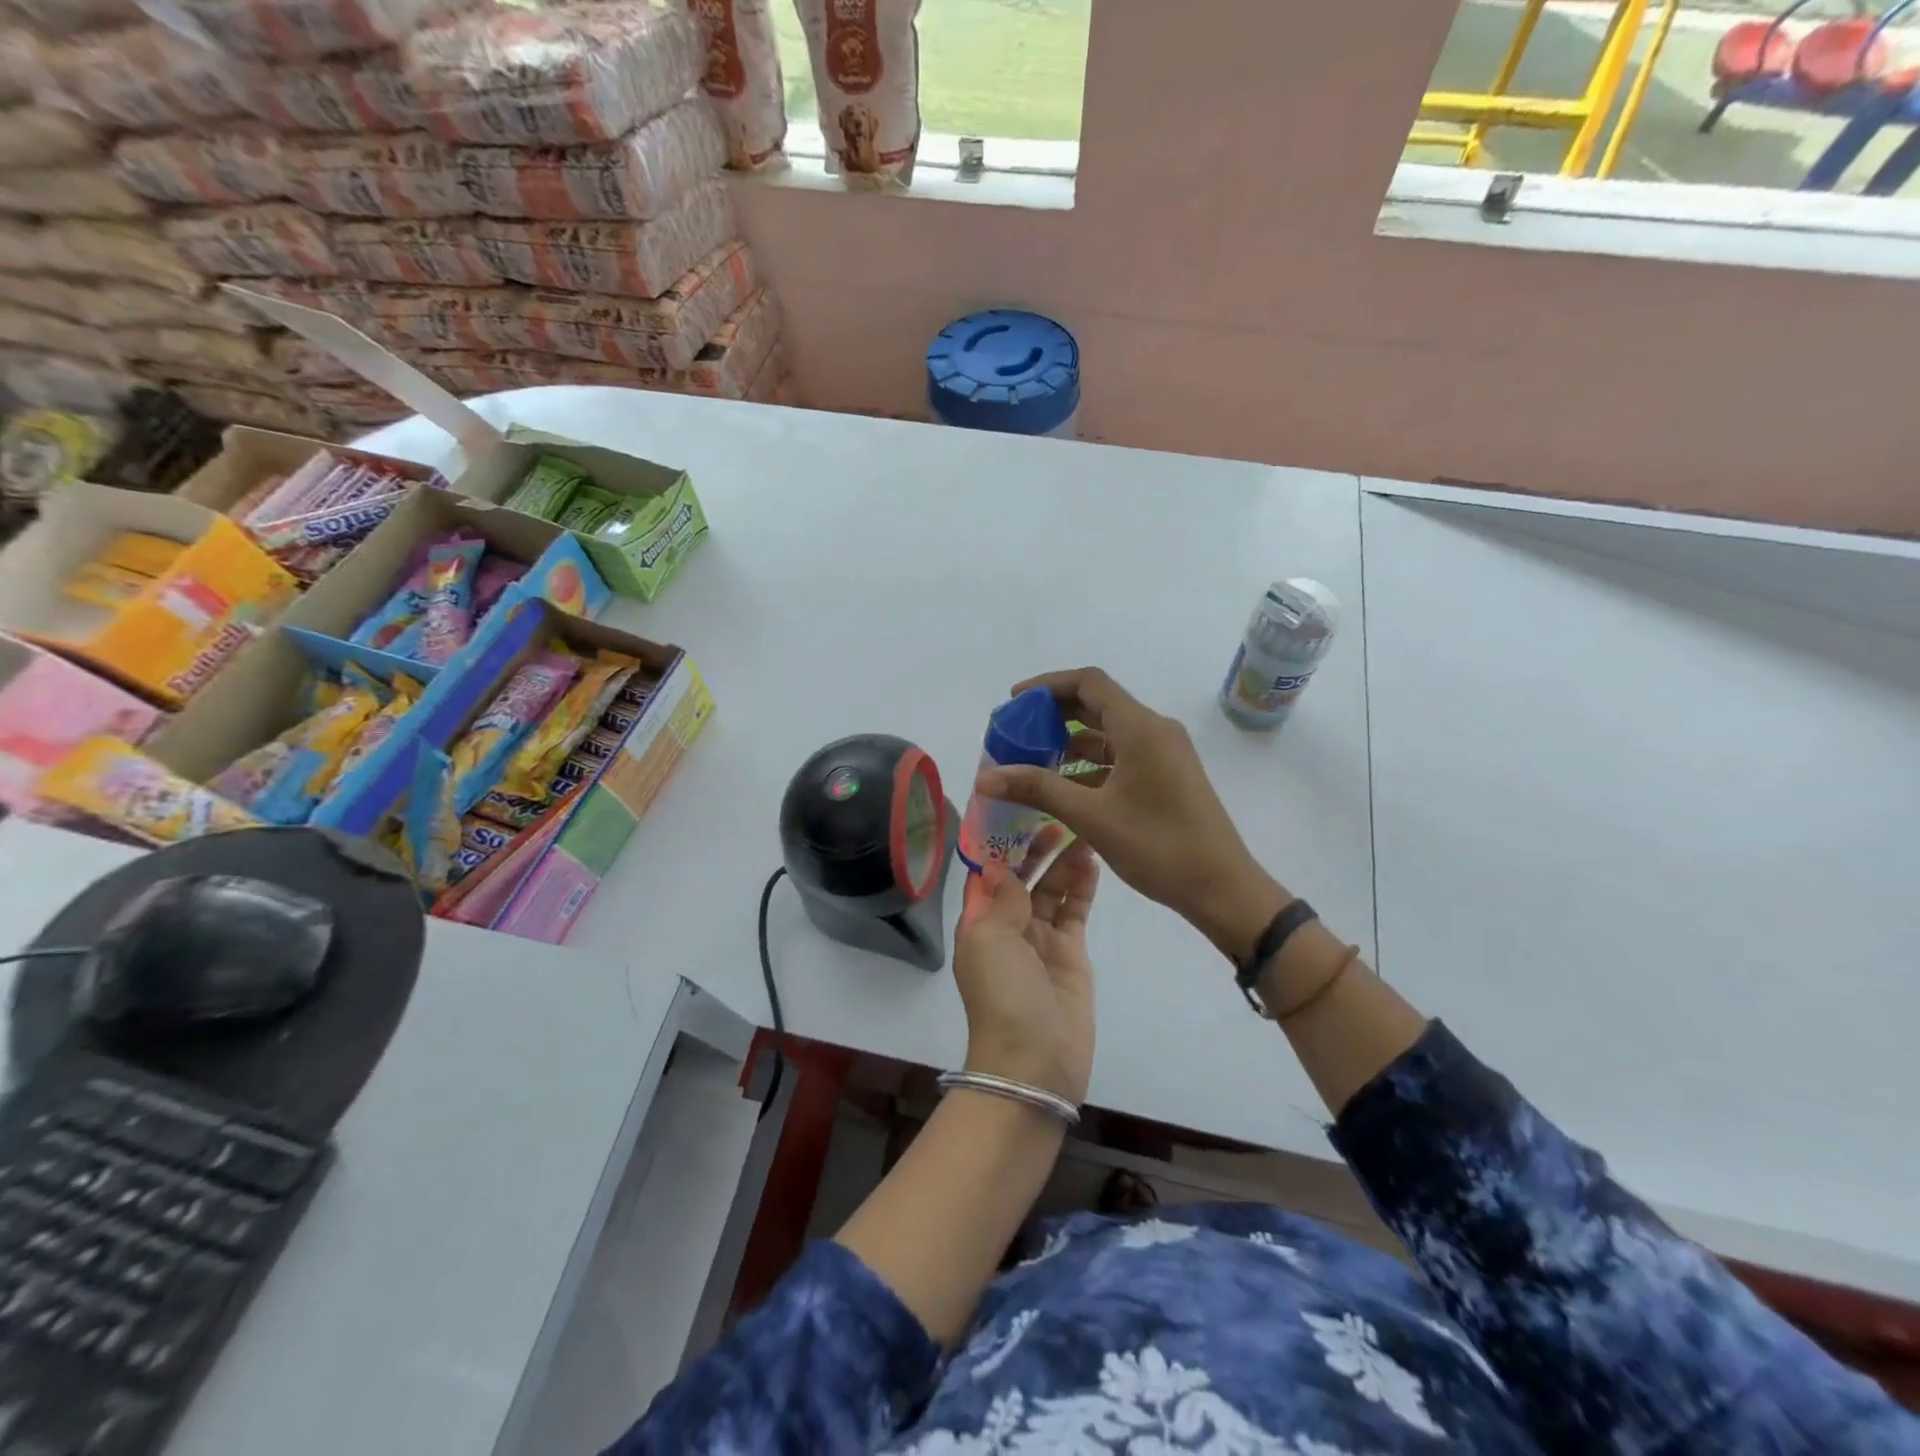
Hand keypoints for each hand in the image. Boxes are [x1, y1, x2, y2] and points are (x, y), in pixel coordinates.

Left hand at [952, 827, 1098, 1104]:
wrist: (1035, 1062)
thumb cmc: (1002, 995)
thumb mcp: (990, 940)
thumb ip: (1002, 898)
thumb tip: (999, 863)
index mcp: (979, 920)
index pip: (989, 871)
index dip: (1001, 841)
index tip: (1019, 807)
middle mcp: (1008, 924)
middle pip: (1023, 875)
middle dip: (1036, 845)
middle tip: (1059, 812)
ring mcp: (1041, 938)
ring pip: (1052, 888)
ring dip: (1063, 860)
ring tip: (1082, 827)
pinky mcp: (1071, 952)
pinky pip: (1075, 910)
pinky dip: (1082, 885)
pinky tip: (1093, 859)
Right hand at [975, 667, 1288, 962]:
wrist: (1221, 887)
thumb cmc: (1158, 846)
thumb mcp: (1091, 817)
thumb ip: (1038, 789)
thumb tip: (986, 776)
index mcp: (1141, 728)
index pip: (1088, 683)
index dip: (1047, 685)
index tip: (1014, 703)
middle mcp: (1155, 730)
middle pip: (1097, 705)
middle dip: (1053, 715)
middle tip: (1016, 733)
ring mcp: (1164, 753)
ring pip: (1108, 733)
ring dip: (1070, 742)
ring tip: (1031, 761)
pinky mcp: (1167, 775)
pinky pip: (1121, 756)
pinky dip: (1090, 764)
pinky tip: (1063, 787)